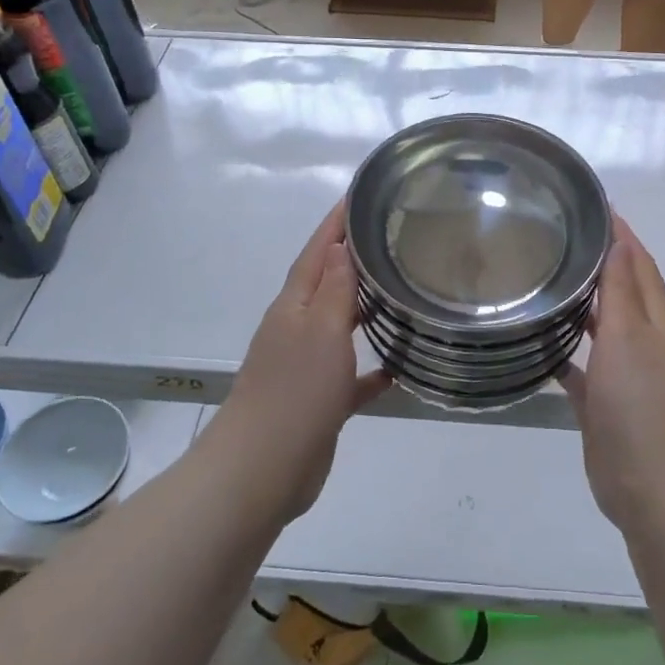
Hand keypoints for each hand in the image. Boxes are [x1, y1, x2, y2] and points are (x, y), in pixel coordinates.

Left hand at [206, 203, 389, 521]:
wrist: (262, 470)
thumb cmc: (295, 392)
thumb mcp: (321, 330)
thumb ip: (334, 288)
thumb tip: (339, 243)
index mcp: (294, 305)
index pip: (318, 251)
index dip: (337, 222)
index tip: (361, 193)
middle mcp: (298, 328)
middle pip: (328, 282)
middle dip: (354, 258)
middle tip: (394, 236)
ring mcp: (306, 365)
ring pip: (340, 325)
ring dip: (365, 307)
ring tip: (402, 290)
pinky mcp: (319, 400)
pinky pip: (351, 374)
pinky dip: (373, 367)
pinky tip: (399, 366)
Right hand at [562, 217, 664, 533]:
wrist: (654, 490)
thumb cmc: (642, 406)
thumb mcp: (630, 338)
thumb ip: (622, 290)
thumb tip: (622, 241)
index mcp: (657, 323)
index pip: (638, 264)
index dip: (620, 234)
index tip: (591, 204)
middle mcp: (645, 343)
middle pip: (621, 292)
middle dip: (597, 263)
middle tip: (556, 237)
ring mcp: (625, 376)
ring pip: (601, 328)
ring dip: (580, 305)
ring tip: (543, 279)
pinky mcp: (604, 405)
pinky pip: (582, 368)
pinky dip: (565, 352)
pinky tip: (538, 342)